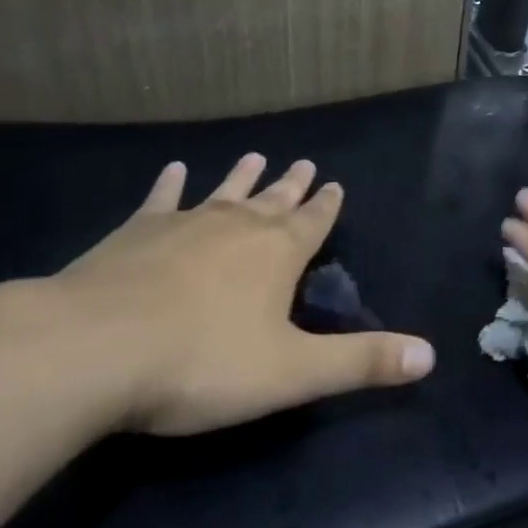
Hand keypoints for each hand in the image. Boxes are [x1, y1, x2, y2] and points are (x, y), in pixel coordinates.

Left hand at [33, 154, 434, 435]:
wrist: (97, 347)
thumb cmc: (202, 363)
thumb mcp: (292, 373)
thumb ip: (360, 362)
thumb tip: (430, 356)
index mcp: (276, 255)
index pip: (313, 222)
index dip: (326, 206)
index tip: (334, 183)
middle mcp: (236, 227)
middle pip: (272, 201)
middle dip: (291, 186)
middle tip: (304, 163)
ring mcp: (184, 224)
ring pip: (224, 193)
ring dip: (242, 177)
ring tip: (256, 155)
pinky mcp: (136, 232)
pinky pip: (161, 199)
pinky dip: (169, 184)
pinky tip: (174, 169)